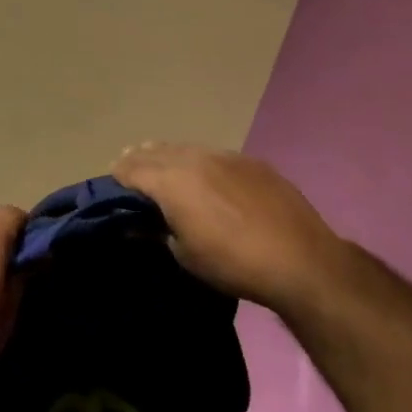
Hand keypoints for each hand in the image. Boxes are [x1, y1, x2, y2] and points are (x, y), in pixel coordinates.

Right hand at [111, 143, 355, 318]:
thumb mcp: (184, 254)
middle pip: (155, 151)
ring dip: (167, 157)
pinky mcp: (250, 161)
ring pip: (184, 148)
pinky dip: (198, 162)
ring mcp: (225, 155)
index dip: (117, 176)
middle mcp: (194, 158)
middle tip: (131, 176)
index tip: (112, 187)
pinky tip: (205, 178)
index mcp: (171, 180)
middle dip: (139, 161)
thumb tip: (137, 223)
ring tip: (163, 170)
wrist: (299, 259)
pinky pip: (212, 154)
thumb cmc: (232, 263)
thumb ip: (156, 231)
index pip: (131, 168)